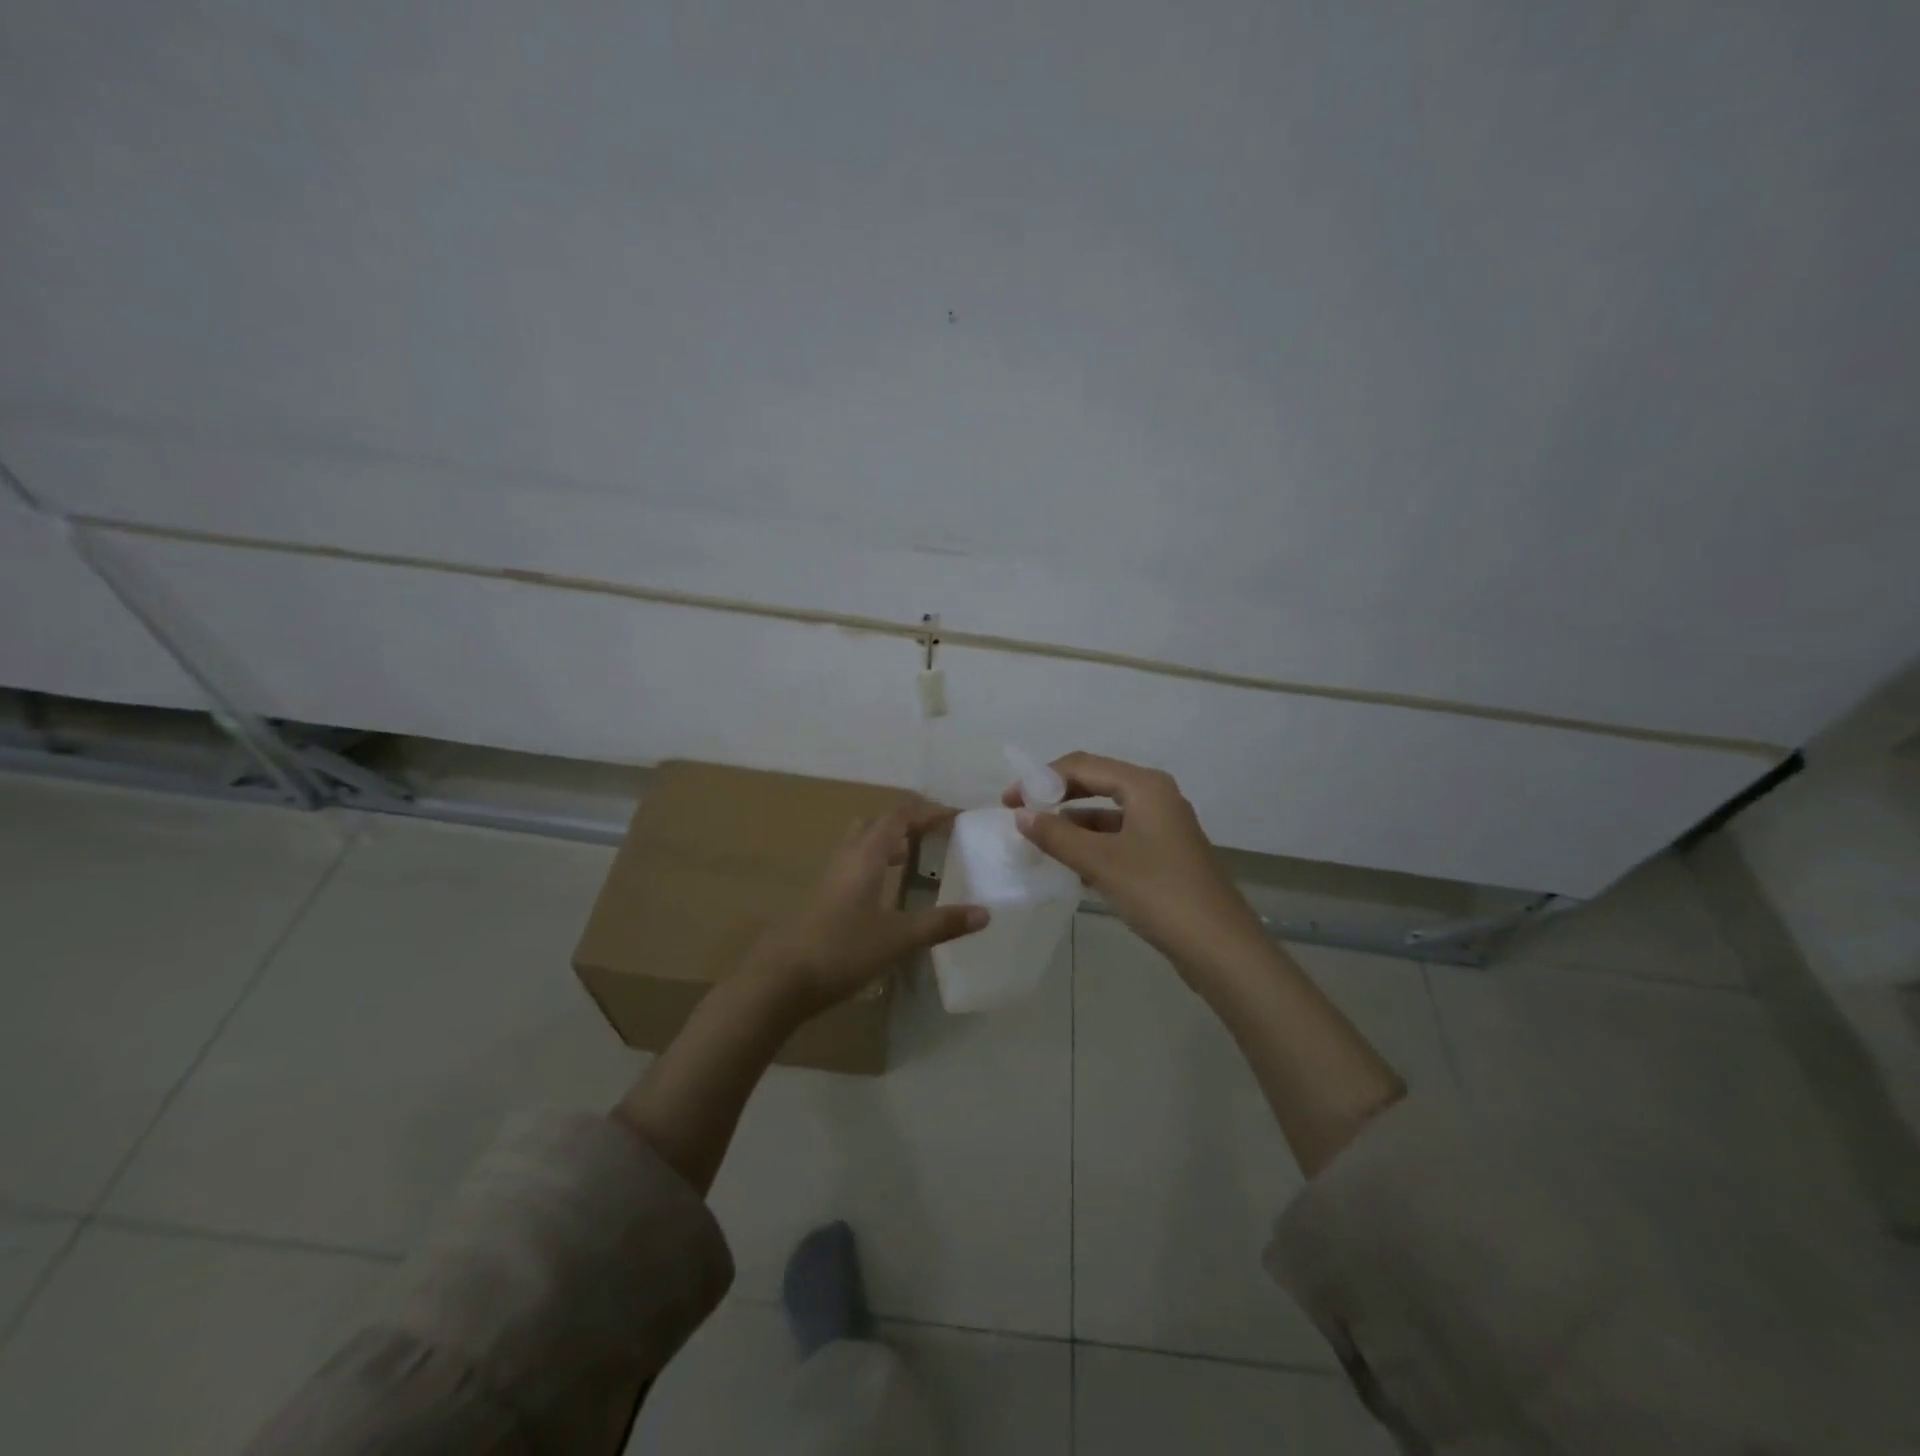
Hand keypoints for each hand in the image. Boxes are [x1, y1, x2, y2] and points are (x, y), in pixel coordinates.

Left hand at [747, 801, 988, 1015]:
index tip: (955, 816)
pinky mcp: (822, 897)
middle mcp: (846, 858)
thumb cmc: (842, 950)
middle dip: (906, 821)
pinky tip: (882, 890)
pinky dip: (873, 862)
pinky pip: (852, 864)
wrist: (781, 978)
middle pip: (876, 823)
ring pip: (859, 842)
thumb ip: (941, 924)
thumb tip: (985, 913)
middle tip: (933, 833)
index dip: (927, 812)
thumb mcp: (898, 938)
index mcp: (866, 856)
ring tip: (910, 855)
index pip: (899, 818)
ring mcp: (830, 877)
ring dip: (886, 840)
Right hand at [1003, 752, 1264, 971]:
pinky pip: (1120, 836)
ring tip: (1039, 839)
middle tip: (1020, 814)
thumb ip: (1058, 836)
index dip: (1042, 778)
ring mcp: (1164, 826)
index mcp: (1145, 786)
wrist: (1220, 948)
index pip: (1083, 765)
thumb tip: (1022, 815)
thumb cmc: (1159, 893)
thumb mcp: (1101, 862)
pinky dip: (1093, 843)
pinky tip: (1071, 863)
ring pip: (1108, 813)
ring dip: (1073, 822)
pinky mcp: (1165, 854)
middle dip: (1056, 796)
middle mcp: (1157, 797)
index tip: (1009, 801)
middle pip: (1096, 782)